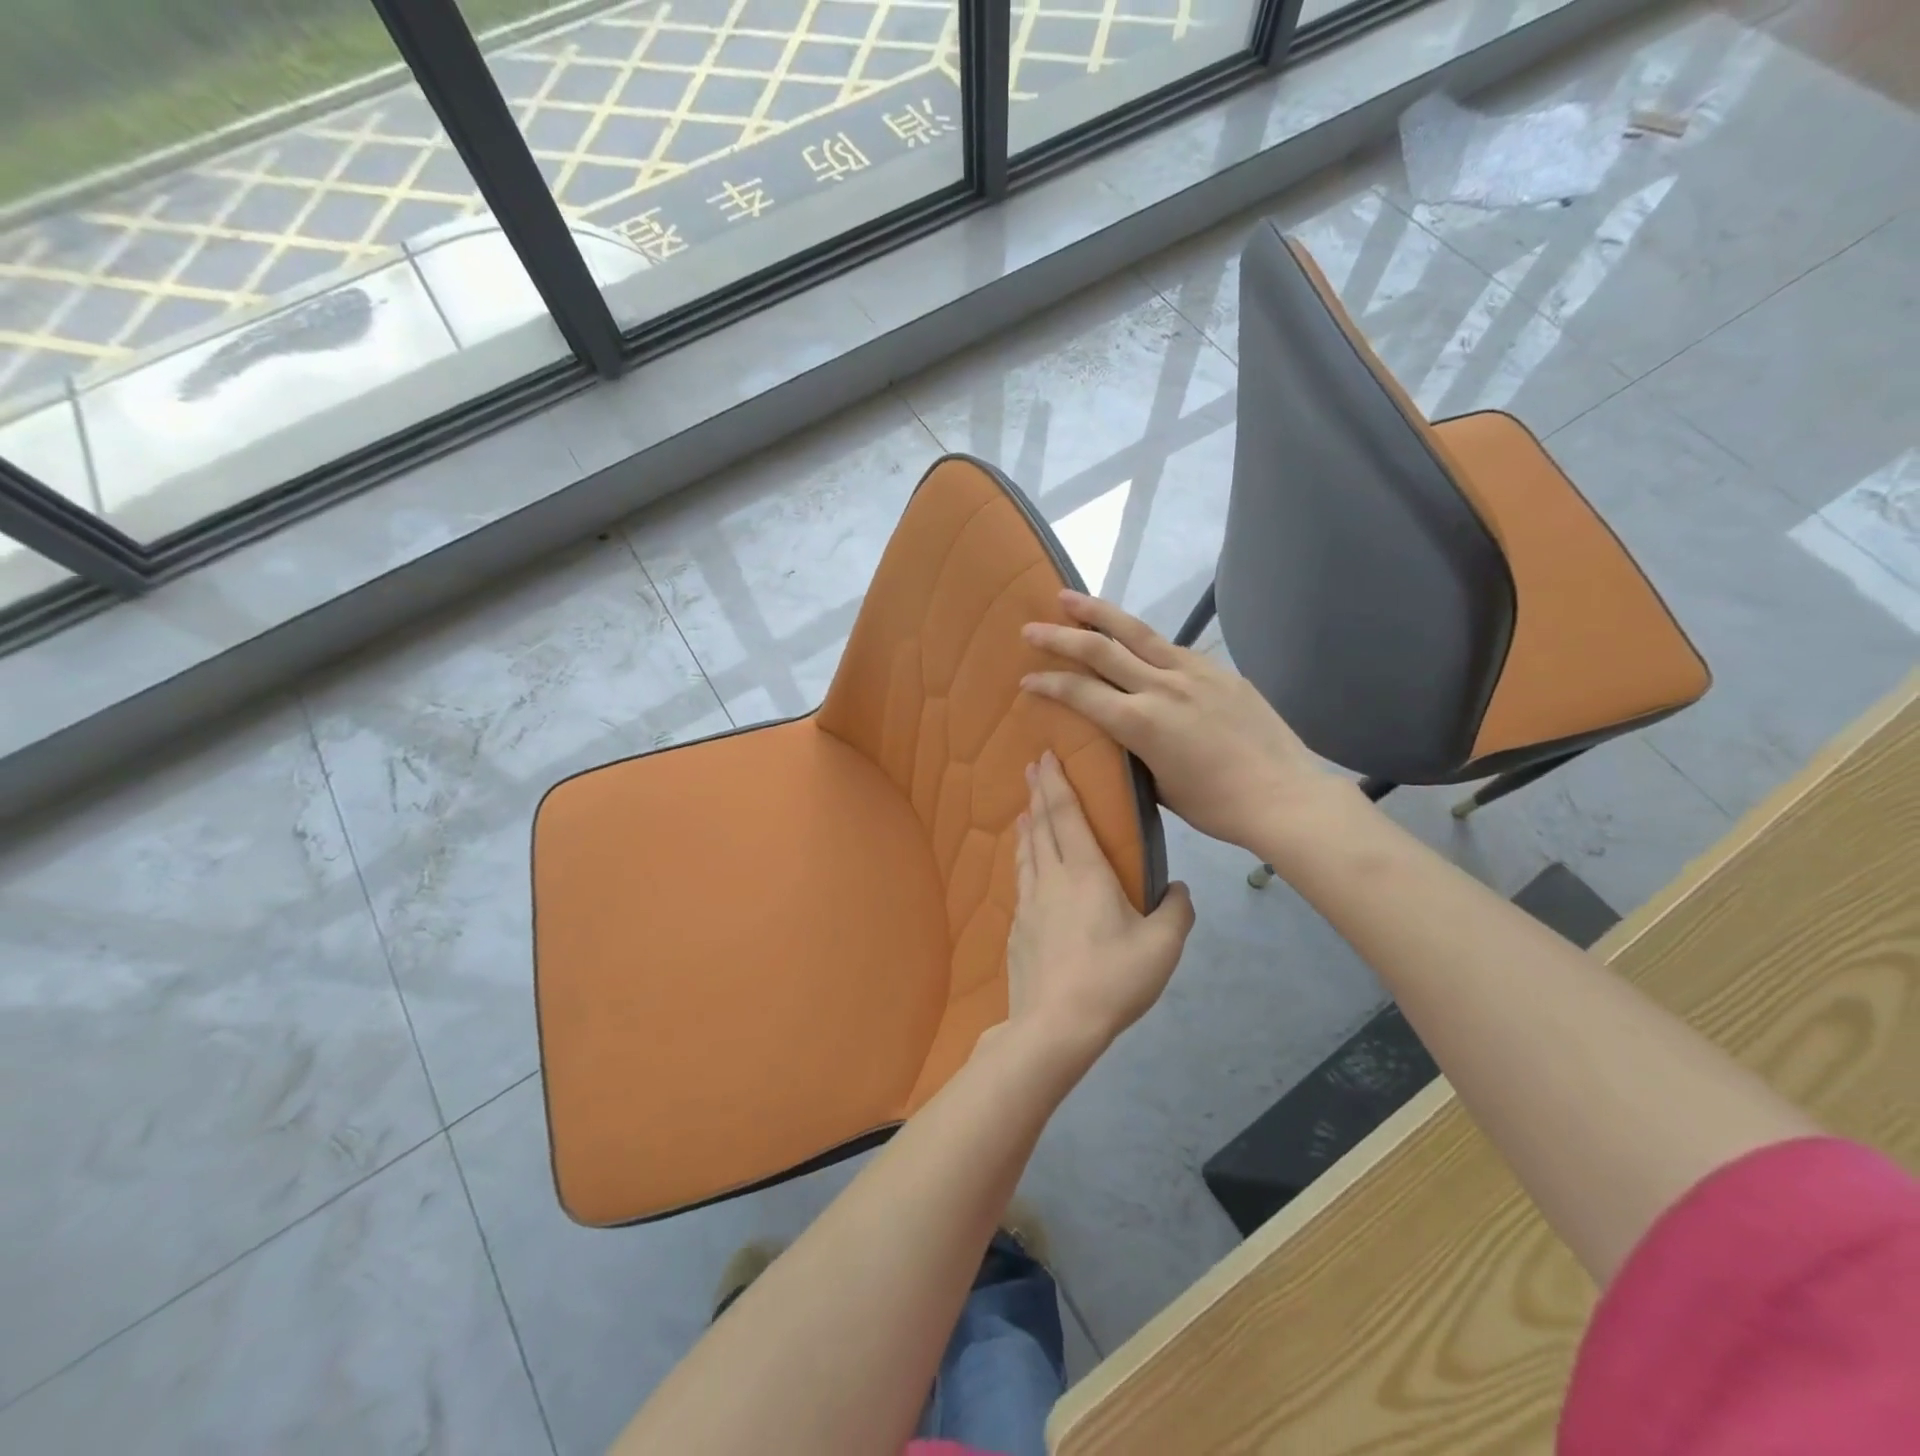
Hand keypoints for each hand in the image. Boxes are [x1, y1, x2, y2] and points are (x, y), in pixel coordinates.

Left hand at [1006, 753, 1195, 1059]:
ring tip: (1025, 811)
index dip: (1057, 784)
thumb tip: (1178, 889)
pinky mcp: (1017, 929)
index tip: (1046, 756)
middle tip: (1032, 769)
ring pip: (1026, 853)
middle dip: (1038, 793)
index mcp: (1085, 874)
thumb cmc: (1112, 979)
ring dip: (1027, 826)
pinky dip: (1023, 861)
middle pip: (1041, 826)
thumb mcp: (1162, 947)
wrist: (1055, 1025)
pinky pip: (1021, 882)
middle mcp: (1051, 879)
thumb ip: (1176, 912)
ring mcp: (1028, 904)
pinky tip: (1026, 869)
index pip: (1066, 815)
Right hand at [1021, 591, 1356, 860]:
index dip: (1049, 683)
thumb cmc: (1216, 806)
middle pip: (1100, 650)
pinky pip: (1171, 647)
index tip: (1026, 679)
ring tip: (1069, 597)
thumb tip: (1119, 737)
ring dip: (1099, 612)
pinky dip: (1143, 639)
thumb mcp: (1159, 787)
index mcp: (1141, 723)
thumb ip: (1133, 754)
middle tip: (1030, 627)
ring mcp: (1193, 672)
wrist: (1284, 795)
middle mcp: (1161, 687)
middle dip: (1060, 636)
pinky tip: (1133, 638)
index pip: (1081, 693)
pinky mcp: (1218, 670)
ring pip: (1136, 632)